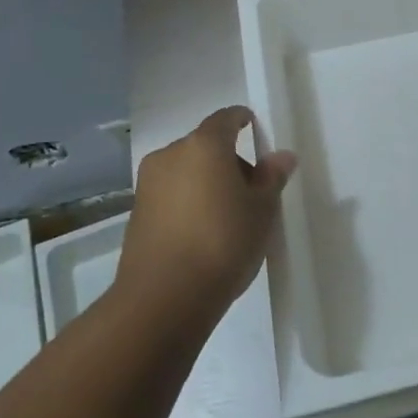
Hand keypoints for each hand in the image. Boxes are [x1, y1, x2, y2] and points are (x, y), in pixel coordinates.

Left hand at [117, 106, 296, 316]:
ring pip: (186, 171)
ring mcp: (148, 185)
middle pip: (205, 145)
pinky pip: (170, 195)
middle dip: (228, 160)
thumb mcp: (261, 210)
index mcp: (204, 145)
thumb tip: (281, 156)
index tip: (256, 131)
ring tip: (227, 217)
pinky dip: (188, 202)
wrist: (163, 300)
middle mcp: (170, 155)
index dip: (242, 121)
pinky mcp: (135, 214)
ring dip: (206, 182)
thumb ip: (272, 177)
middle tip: (251, 190)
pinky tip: (202, 233)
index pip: (226, 118)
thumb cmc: (222, 243)